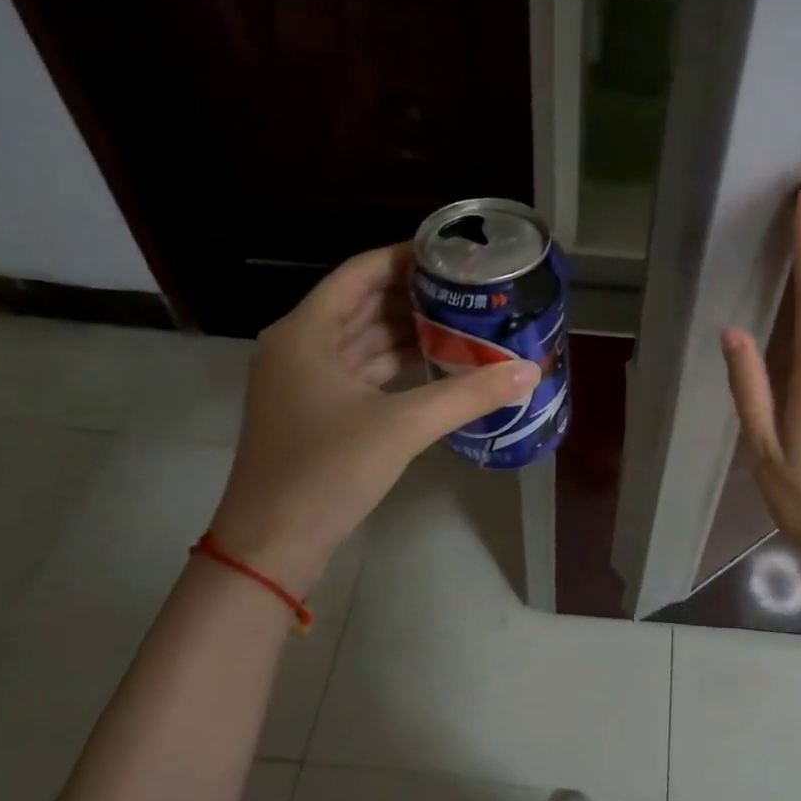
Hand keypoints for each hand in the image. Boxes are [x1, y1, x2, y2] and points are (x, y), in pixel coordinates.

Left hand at [208, 244, 537, 590]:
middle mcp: (300, 347)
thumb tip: (529, 372)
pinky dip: (396, 367)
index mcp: (306, 332)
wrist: (271, 545)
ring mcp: (304, 382)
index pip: (361, 272)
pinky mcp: (315, 413)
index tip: (453, 255)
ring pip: (363, 341)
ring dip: (408, 333)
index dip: (406, 257)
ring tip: (463, 323)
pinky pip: (361, 373)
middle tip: (469, 291)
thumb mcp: (402, 427)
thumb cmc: (327, 471)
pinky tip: (437, 366)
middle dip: (415, 296)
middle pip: (363, 304)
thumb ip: (468, 395)